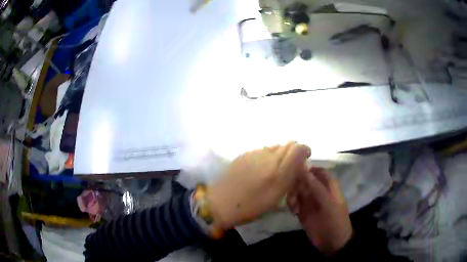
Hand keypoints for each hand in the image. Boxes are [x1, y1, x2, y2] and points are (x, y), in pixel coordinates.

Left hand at [207, 142, 310, 229]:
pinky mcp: (244, 154)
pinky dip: (267, 156)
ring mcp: (255, 153)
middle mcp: (269, 157)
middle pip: (288, 144)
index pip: (299, 148)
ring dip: (279, 155)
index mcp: (279, 170)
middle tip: (289, 167)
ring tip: (273, 170)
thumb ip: (290, 178)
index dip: (304, 151)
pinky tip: (259, 170)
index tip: (303, 161)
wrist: (221, 203)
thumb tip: (298, 164)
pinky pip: (262, 150)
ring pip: (275, 147)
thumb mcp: (277, 196)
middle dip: (293, 153)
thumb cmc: (251, 206)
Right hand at [288, 167, 352, 255]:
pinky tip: (294, 212)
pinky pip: (293, 203)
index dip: (308, 169)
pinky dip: (291, 205)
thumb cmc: (335, 220)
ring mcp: (310, 202)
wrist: (332, 243)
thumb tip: (303, 170)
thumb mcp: (329, 203)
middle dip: (297, 184)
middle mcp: (318, 192)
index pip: (318, 172)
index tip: (296, 169)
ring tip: (294, 206)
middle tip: (294, 193)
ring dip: (293, 195)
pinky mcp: (303, 213)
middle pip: (304, 180)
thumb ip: (316, 187)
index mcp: (329, 187)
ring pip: (297, 191)